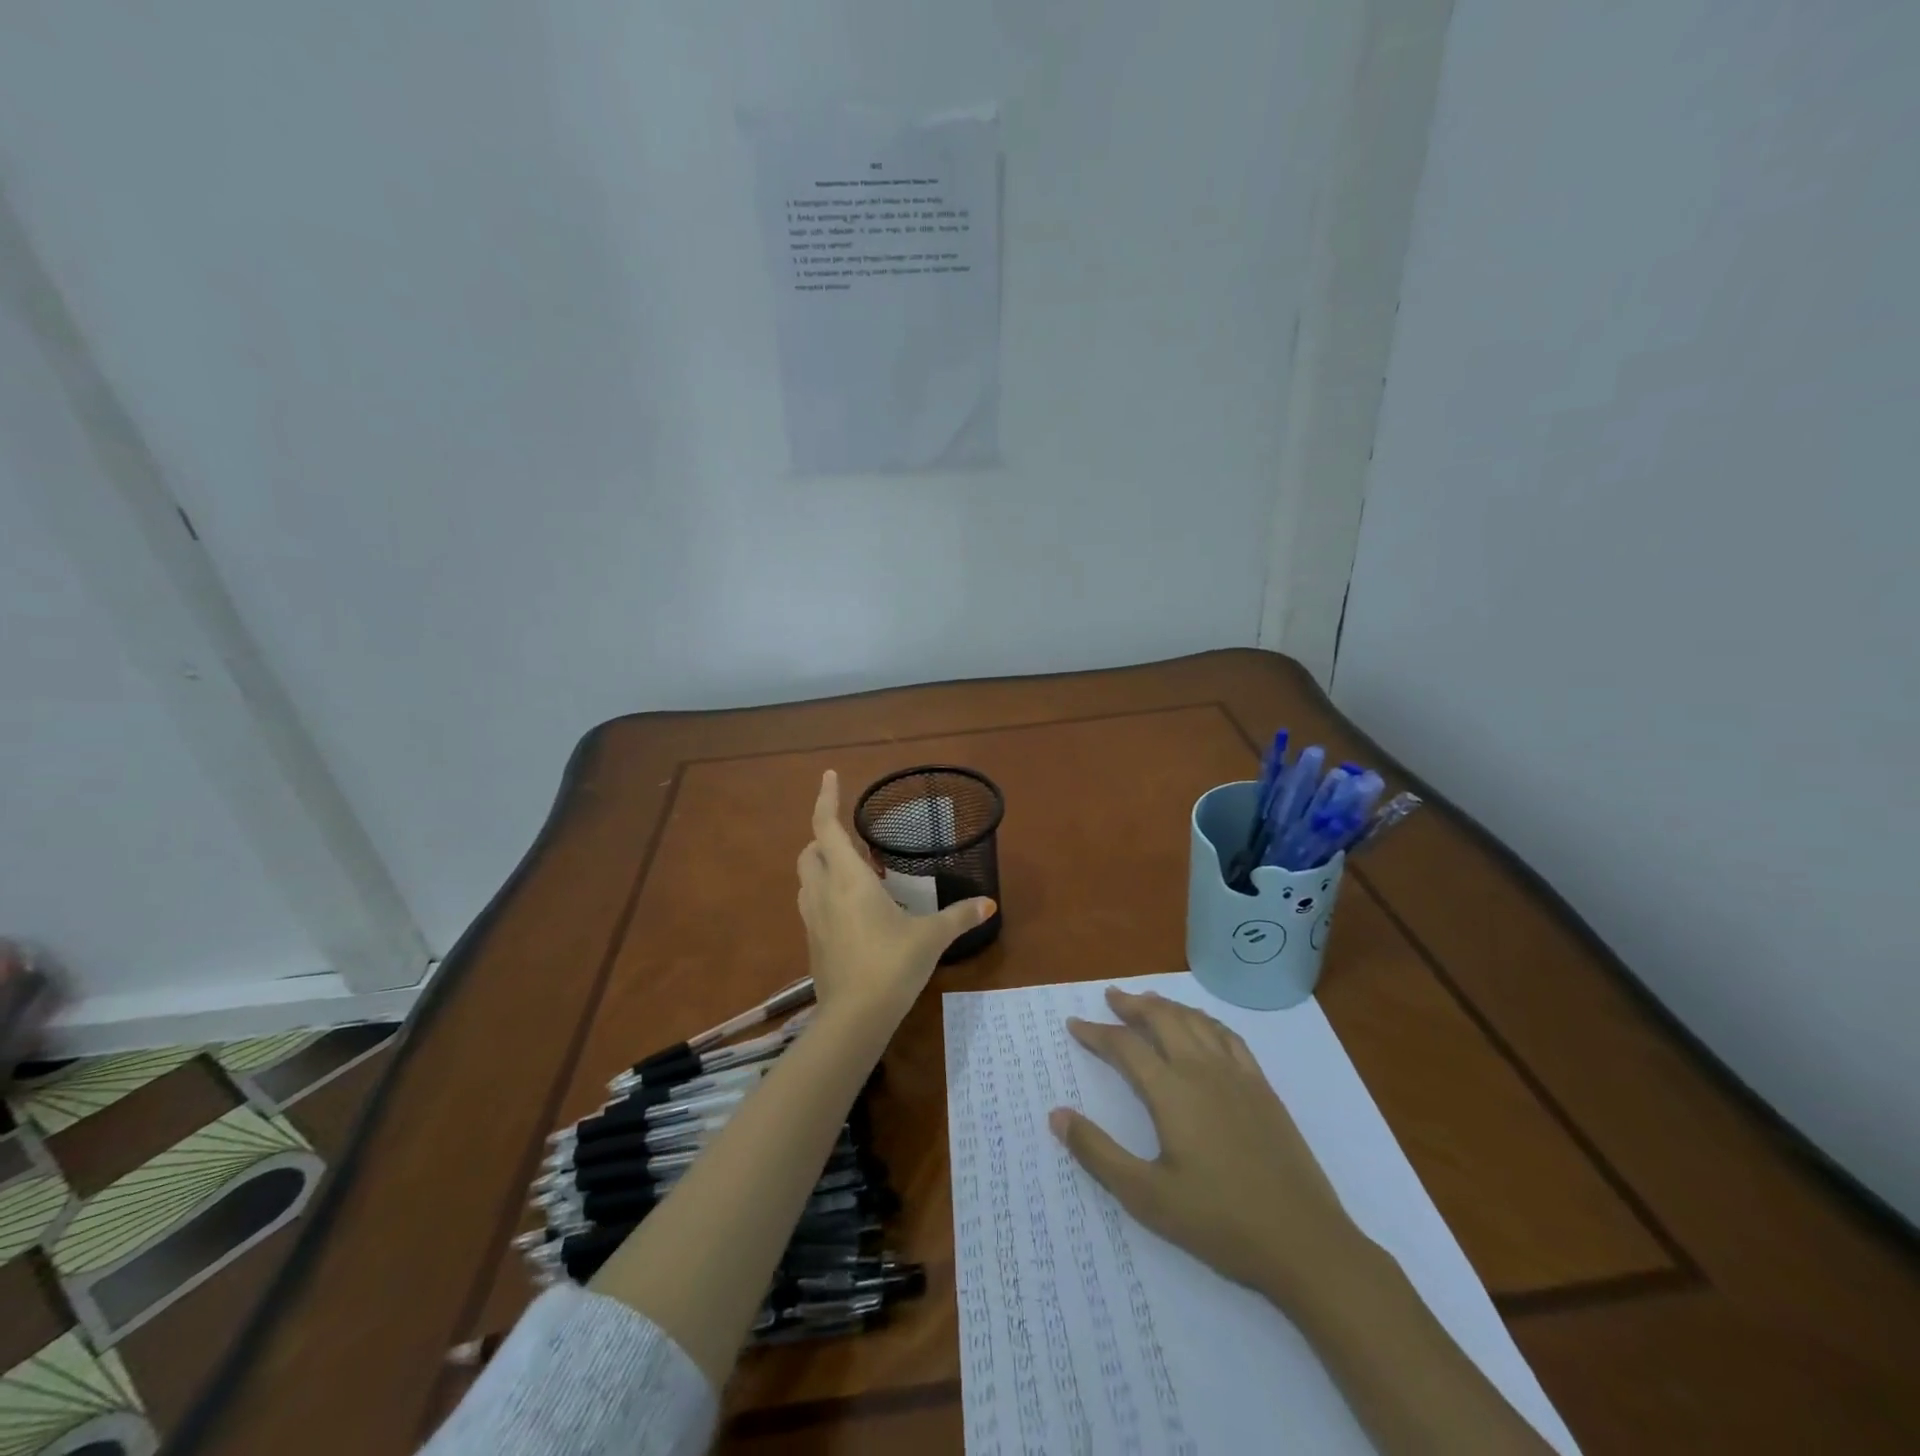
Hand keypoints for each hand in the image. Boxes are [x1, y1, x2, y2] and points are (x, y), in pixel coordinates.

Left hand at [796, 771, 994, 1028]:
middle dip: (825, 837)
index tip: (828, 775)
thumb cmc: (892, 964)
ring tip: (856, 874)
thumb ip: (959, 916)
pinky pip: (811, 904)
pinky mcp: (811, 942)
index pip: (826, 826)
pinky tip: (854, 910)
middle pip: (810, 850)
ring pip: (806, 878)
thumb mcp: (931, 937)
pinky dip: (825, 893)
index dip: (825, 798)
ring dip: (823, 865)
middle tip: (857, 843)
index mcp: (848, 878)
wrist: (854, 1017)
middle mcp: (823, 891)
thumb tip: (989, 904)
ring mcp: (812, 918)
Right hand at [1049, 987, 1365, 1311]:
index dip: (1096, 1032)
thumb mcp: (1146, 1196)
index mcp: (1171, 1091)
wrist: (1304, 1242)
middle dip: (1133, 1004)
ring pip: (1196, 1021)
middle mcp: (1202, 1070)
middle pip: (1162, 1019)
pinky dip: (1206, 1020)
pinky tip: (1202, 1025)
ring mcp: (1237, 1075)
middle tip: (1111, 995)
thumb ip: (1098, 1153)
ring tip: (1149, 1000)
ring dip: (1167, 1005)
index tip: (1075, 1023)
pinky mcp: (1262, 1088)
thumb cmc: (1219, 1221)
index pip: (1125, 1046)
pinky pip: (1229, 1036)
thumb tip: (1056, 1114)